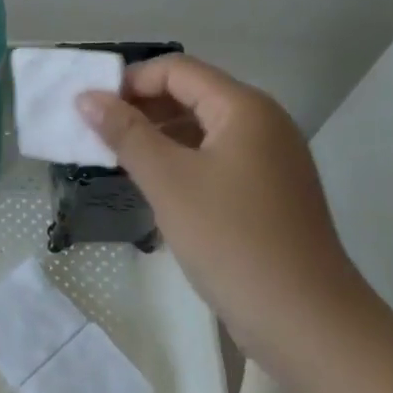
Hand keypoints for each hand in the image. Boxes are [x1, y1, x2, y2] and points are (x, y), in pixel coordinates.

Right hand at [77, 55, 365, 357]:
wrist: (306, 323)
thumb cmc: (232, 240)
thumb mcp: (168, 181)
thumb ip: (125, 133)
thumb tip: (86, 97)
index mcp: (244, 108)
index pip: (176, 70)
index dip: (130, 81)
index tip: (91, 110)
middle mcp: (262, 123)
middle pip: (191, 94)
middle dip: (141, 107)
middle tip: (97, 134)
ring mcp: (269, 159)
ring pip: (201, 128)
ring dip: (157, 135)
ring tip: (117, 158)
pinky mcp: (268, 191)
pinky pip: (215, 157)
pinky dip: (180, 160)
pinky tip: (153, 184)